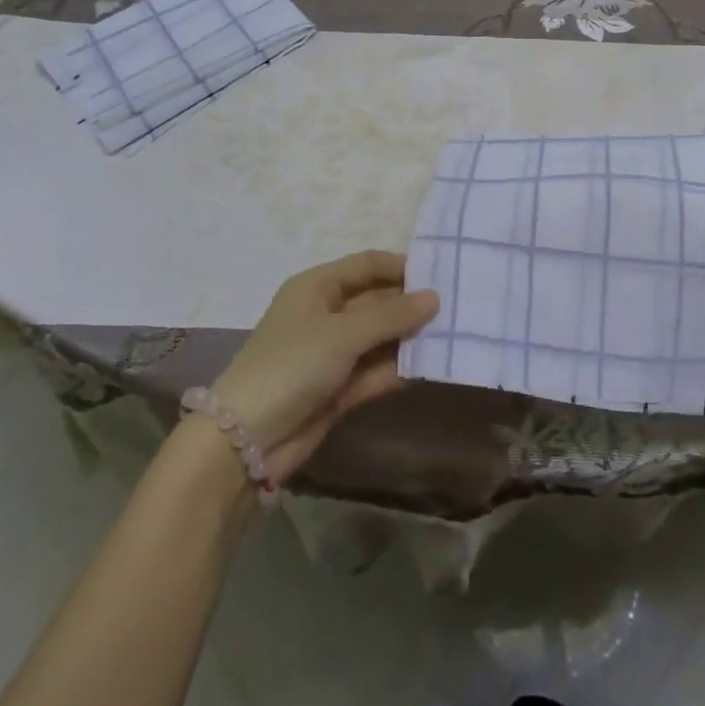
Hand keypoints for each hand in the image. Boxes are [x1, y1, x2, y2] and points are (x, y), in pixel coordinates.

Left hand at [210, 251, 437, 482]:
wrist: (246, 440)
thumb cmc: (292, 365)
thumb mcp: (343, 333)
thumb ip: (391, 315)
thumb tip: (435, 297)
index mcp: (318, 286)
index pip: (367, 265)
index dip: (401, 266)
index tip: (441, 272)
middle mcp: (326, 314)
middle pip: (377, 301)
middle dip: (411, 304)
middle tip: (457, 306)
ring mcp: (333, 354)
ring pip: (380, 337)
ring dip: (409, 338)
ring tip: (453, 335)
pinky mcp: (339, 389)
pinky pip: (376, 370)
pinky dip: (398, 368)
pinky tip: (430, 367)